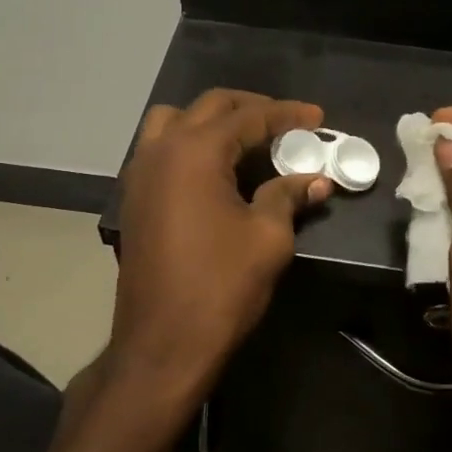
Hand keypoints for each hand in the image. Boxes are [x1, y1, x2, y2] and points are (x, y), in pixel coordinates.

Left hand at [111, 90, 332, 402]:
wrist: (162, 343)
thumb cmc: (220, 287)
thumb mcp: (268, 238)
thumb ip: (289, 196)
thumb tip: (317, 180)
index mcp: (194, 152)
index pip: (248, 117)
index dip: (287, 115)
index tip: (318, 117)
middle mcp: (160, 150)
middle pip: (209, 108)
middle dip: (251, 109)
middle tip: (287, 125)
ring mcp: (139, 174)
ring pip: (174, 122)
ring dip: (212, 122)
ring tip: (246, 141)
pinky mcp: (134, 199)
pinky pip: (160, 150)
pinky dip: (189, 145)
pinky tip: (216, 171)